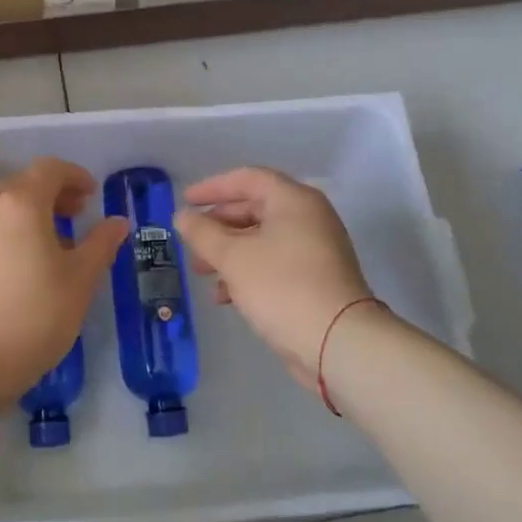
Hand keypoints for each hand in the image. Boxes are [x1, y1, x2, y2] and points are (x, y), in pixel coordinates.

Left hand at [0, 157, 128, 406]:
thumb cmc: (35, 317)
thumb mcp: (80, 281)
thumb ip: (101, 243)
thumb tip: (117, 222)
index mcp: (19, 204)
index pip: (49, 170)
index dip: (74, 176)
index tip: (92, 195)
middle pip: (23, 184)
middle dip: (53, 194)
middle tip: (77, 215)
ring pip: (2, 206)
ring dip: (30, 212)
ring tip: (53, 242)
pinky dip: (9, 229)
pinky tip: (24, 260)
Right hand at [174, 167, 375, 393]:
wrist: (338, 342)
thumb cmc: (282, 287)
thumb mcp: (233, 257)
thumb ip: (202, 233)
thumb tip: (182, 216)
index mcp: (293, 200)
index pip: (247, 179)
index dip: (212, 187)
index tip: (185, 201)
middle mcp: (308, 217)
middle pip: (254, 208)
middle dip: (218, 225)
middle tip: (190, 241)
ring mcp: (315, 249)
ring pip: (262, 239)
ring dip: (228, 252)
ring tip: (201, 272)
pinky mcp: (315, 279)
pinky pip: (274, 263)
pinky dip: (248, 271)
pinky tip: (225, 296)